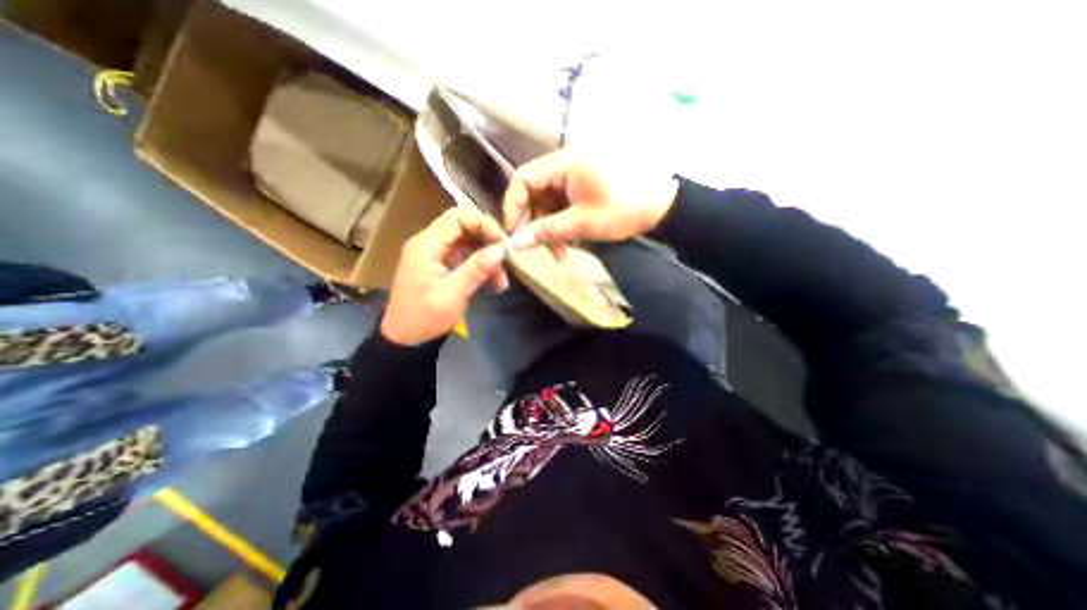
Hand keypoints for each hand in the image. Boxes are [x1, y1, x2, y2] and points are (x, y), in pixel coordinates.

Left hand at [379, 208, 507, 342]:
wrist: (406, 339)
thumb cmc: (425, 318)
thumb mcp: (452, 295)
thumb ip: (476, 270)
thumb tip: (501, 249)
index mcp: (426, 245)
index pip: (457, 217)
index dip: (483, 224)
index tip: (503, 242)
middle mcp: (430, 244)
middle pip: (464, 227)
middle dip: (488, 240)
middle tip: (506, 258)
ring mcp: (436, 254)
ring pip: (468, 243)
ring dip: (487, 257)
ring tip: (502, 280)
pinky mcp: (442, 265)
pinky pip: (466, 257)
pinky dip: (481, 266)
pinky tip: (494, 283)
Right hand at [503, 147, 676, 250]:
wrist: (663, 206)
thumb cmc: (623, 209)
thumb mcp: (582, 223)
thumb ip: (547, 232)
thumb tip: (516, 244)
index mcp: (563, 163)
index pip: (523, 179)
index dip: (513, 206)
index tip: (513, 233)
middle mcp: (565, 165)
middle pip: (535, 194)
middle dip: (535, 223)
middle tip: (537, 248)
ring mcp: (575, 177)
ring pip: (549, 203)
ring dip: (551, 229)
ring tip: (561, 253)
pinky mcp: (584, 188)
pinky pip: (563, 205)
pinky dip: (563, 224)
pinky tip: (570, 242)